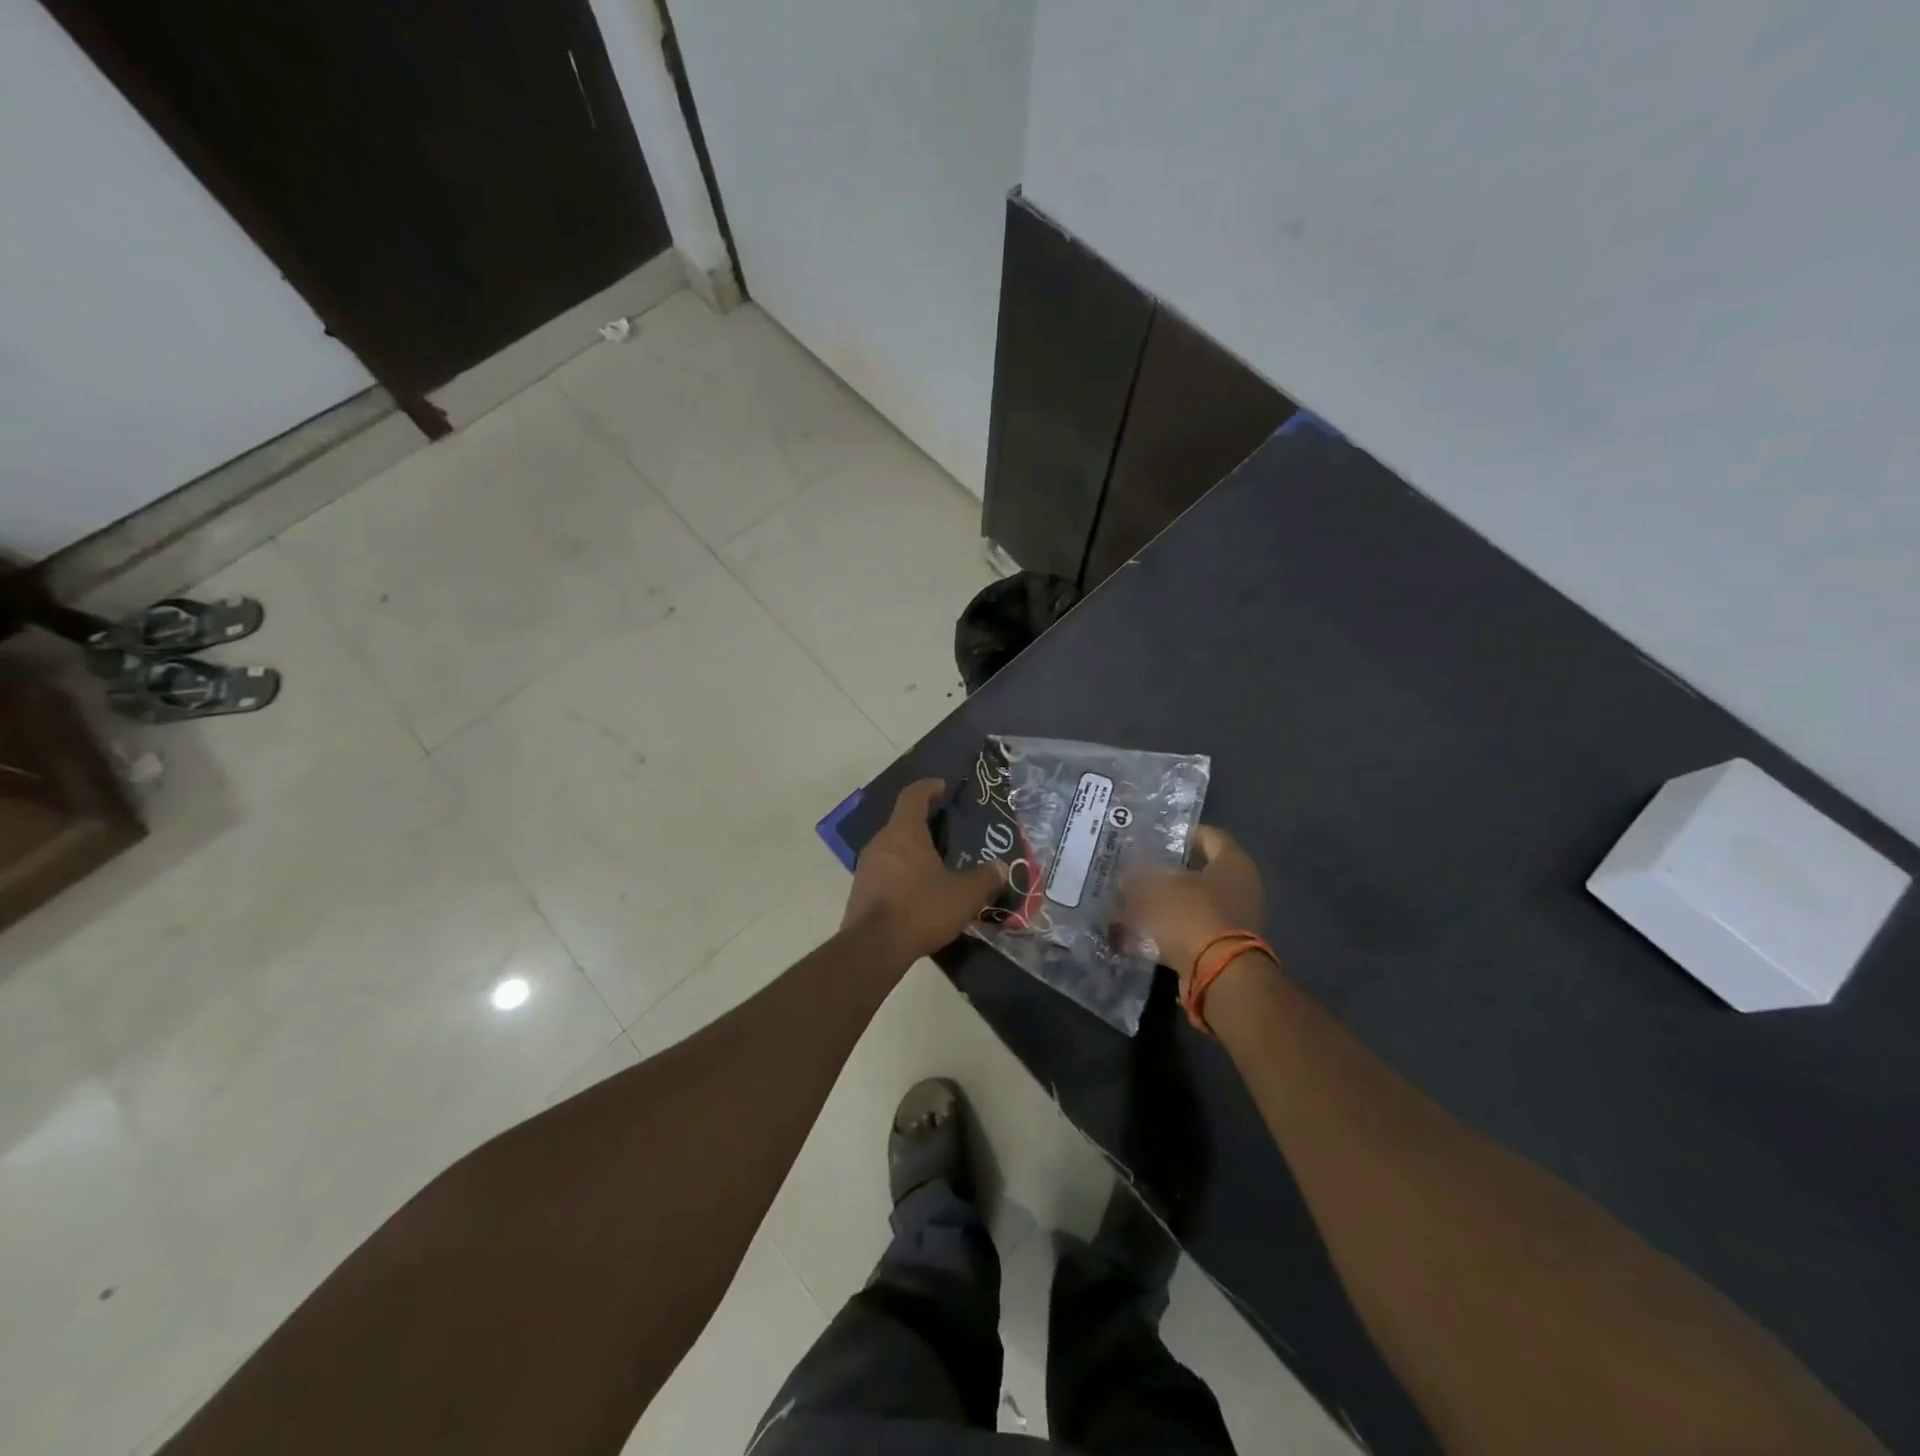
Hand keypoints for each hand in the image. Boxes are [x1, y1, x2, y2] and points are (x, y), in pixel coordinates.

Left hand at [842, 779, 1006, 962]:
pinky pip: (883, 870)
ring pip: (891, 847)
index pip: (913, 796)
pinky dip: (900, 872)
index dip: (928, 787)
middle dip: (922, 822)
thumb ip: (985, 878)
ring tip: (934, 862)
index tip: (941, 786)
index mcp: (904, 832)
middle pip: (901, 822)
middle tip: (945, 831)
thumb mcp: (964, 895)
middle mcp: (880, 842)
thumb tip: (1001, 867)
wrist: (873, 948)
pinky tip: (917, 890)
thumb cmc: (921, 909)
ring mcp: (865, 866)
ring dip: (910, 850)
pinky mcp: (859, 890)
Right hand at [1123, 826, 1264, 989]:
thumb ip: (1138, 878)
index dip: (1181, 833)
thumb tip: (1126, 877)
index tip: (1154, 838)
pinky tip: (1143, 930)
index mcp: (1233, 862)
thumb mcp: (1154, 889)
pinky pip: (1193, 928)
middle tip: (1139, 869)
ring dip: (1168, 901)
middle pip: (1201, 870)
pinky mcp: (1225, 946)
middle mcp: (1242, 887)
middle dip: (1169, 871)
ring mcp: (1237, 919)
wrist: (1218, 975)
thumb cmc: (1191, 916)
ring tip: (1135, 900)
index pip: (1209, 835)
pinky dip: (1171, 928)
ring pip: (1194, 901)